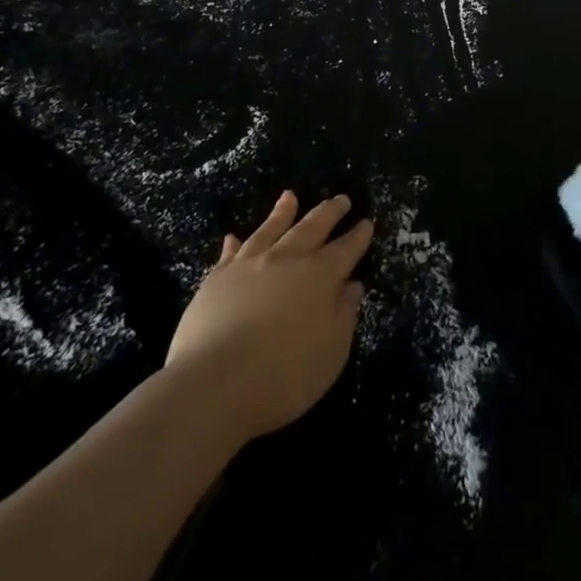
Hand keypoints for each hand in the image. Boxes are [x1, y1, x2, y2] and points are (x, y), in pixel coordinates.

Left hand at [164, 191, 373, 444]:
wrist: (214, 384)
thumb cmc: (284, 376)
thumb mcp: (331, 352)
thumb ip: (344, 315)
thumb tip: (352, 285)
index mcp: (320, 276)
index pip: (346, 249)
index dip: (358, 236)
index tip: (366, 222)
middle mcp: (287, 259)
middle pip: (312, 227)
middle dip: (329, 212)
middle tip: (340, 198)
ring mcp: (249, 264)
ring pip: (270, 229)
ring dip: (282, 213)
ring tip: (290, 196)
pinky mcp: (217, 278)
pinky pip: (230, 253)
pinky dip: (235, 243)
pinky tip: (234, 236)